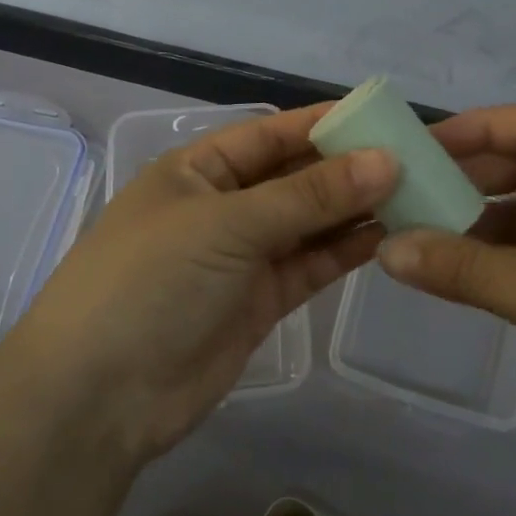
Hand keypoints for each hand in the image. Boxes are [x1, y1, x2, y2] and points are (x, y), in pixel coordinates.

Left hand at [3, 105, 397, 463]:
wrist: (99, 398)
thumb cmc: (151, 281)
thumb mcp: (227, 224)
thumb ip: (309, 196)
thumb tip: (386, 160)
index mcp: (198, 170)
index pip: (271, 134)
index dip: (324, 123)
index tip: (384, 116)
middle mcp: (223, 206)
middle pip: (295, 177)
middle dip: (349, 167)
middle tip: (417, 158)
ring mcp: (243, 256)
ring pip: (310, 221)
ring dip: (356, 208)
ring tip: (417, 192)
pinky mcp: (261, 301)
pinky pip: (311, 264)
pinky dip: (346, 249)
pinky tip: (388, 233)